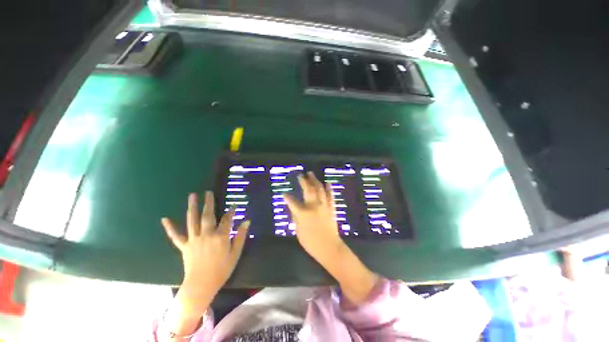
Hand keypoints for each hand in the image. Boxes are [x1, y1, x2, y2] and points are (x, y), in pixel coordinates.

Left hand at [162, 192, 249, 317]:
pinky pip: (176, 236)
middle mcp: (206, 235)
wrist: (201, 286)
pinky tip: (164, 219)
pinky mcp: (184, 246)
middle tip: (208, 192)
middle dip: (209, 202)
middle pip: (208, 215)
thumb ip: (241, 236)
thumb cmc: (222, 270)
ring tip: (192, 195)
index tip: (233, 206)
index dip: (231, 212)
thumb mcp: (235, 253)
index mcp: (220, 237)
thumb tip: (247, 221)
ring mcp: (194, 240)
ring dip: (192, 207)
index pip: (227, 220)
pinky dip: (170, 228)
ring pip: (192, 220)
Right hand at [284, 172, 377, 303]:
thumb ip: (295, 218)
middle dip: (303, 181)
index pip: (292, 202)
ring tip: (311, 173)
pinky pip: (330, 196)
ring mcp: (323, 205)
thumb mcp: (298, 231)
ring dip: (315, 180)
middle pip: (308, 189)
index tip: (284, 193)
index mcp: (303, 213)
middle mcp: (313, 205)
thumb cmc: (311, 242)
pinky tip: (327, 183)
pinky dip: (329, 188)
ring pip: (319, 189)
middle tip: (301, 175)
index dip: (287, 197)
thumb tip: (294, 209)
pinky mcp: (331, 208)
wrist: (329, 247)